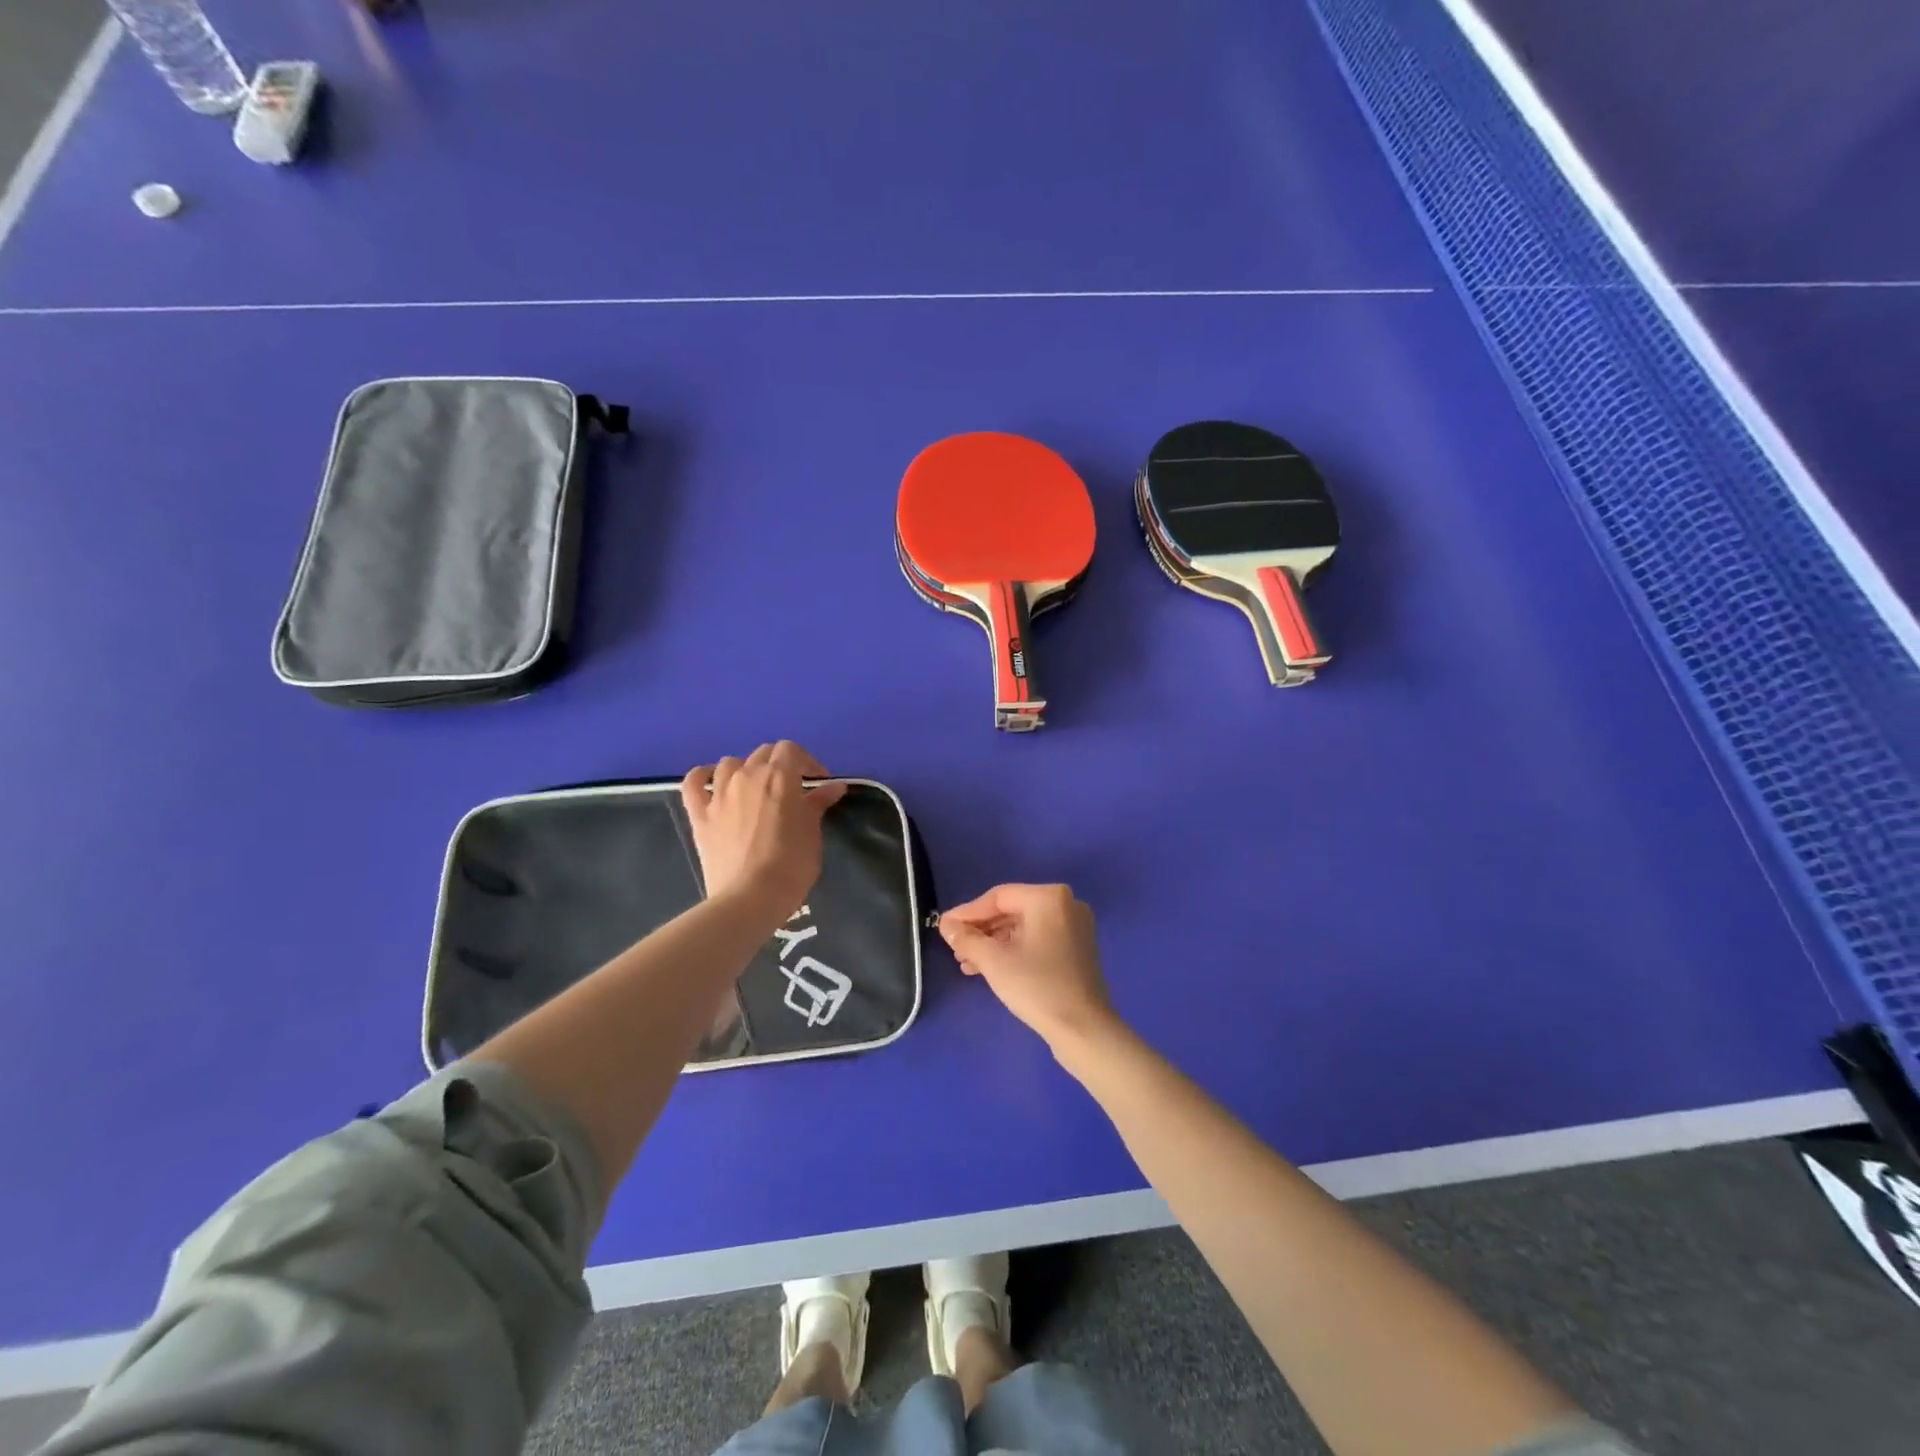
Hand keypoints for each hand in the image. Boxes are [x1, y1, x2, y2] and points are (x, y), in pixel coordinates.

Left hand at [681, 742, 846, 922]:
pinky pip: (693, 783)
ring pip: (730, 763)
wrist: (750, 898)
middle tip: (791, 789)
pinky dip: (703, 776)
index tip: (817, 783)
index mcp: (779, 777)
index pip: (791, 750)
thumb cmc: (791, 865)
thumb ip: (818, 804)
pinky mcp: (699, 815)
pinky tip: (712, 782)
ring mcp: (719, 794)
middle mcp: (747, 776)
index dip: (806, 762)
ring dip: (745, 769)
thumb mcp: (812, 833)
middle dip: (780, 765)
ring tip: (755, 788)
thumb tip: (832, 787)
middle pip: (763, 753)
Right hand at [940, 884, 1117, 1050]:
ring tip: (966, 963)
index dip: (967, 913)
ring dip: (993, 943)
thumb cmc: (1037, 986)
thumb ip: (966, 938)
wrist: (1084, 1030)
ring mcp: (1074, 927)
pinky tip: (989, 968)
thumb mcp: (994, 961)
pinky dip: (1013, 950)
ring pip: (1023, 927)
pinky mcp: (1076, 949)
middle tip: (954, 947)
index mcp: (1048, 897)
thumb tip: (946, 925)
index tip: (943, 928)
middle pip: (1011, 910)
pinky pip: (1037, 940)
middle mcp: (1065, 904)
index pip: (998, 897)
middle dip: (980, 931)